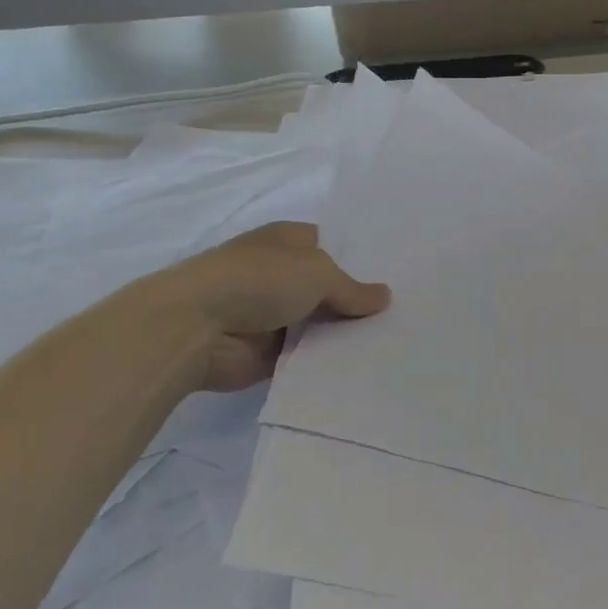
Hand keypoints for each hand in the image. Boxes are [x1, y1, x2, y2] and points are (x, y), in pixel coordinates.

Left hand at [132, 222, 389, 390]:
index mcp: (289, 242)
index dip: (365, 259)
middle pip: (333, 288)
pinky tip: (369, 366)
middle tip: (411, 314)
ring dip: (349, 334)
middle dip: (363, 301)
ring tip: (400, 343)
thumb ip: (353, 289)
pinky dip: (331, 361)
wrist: (196, 328)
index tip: (402, 276)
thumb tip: (385, 297)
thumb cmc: (257, 281)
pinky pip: (311, 355)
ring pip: (325, 324)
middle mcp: (284, 275)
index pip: (335, 246)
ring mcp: (278, 314)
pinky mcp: (273, 352)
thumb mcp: (317, 273)